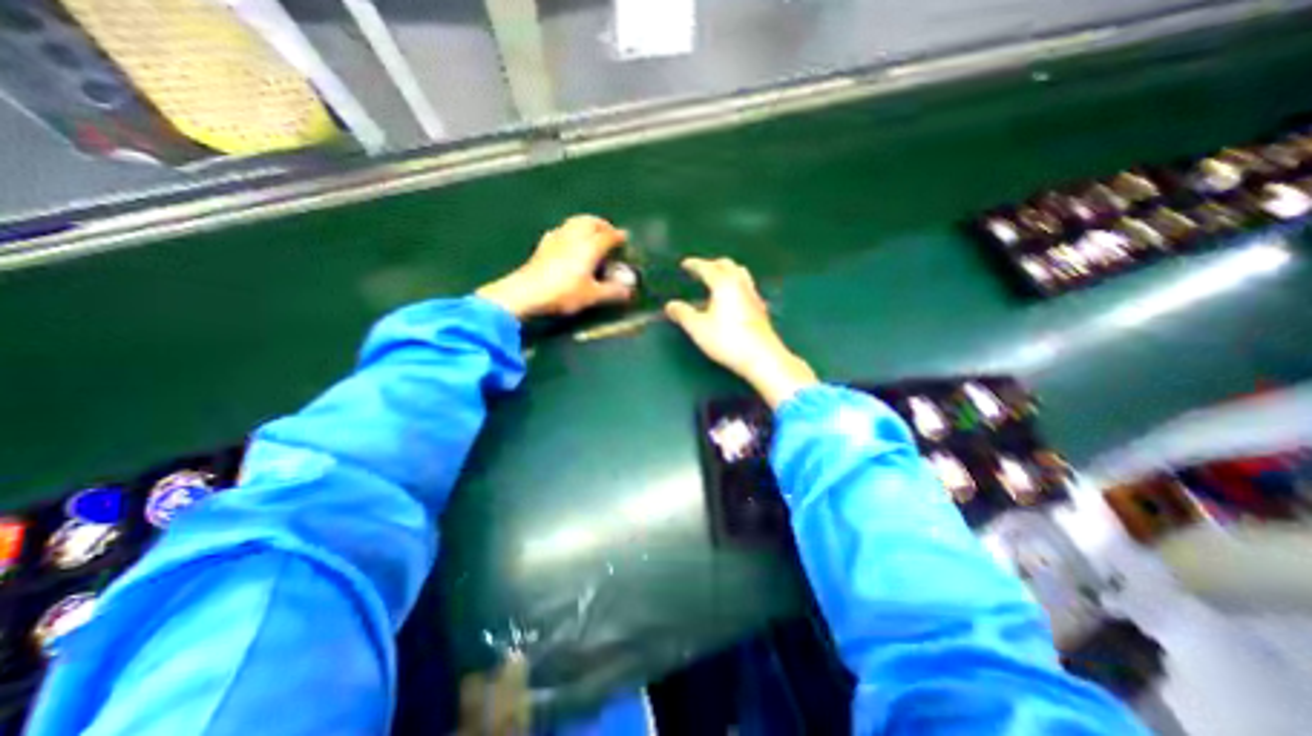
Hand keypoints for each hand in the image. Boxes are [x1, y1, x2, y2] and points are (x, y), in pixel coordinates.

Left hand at [476, 213, 635, 314]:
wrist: (526, 292)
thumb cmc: (564, 293)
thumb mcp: (592, 296)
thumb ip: (612, 292)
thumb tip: (628, 291)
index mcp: (590, 246)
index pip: (608, 236)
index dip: (618, 236)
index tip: (625, 238)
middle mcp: (574, 236)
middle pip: (591, 221)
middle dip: (602, 224)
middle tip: (609, 232)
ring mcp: (557, 238)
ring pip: (575, 222)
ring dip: (586, 224)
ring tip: (591, 234)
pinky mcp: (544, 244)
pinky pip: (562, 230)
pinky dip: (571, 231)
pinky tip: (569, 241)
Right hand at [669, 260, 816, 407]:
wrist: (761, 356)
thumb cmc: (727, 340)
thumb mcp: (698, 328)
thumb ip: (682, 314)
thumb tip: (670, 306)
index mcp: (723, 284)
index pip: (707, 267)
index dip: (694, 264)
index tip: (685, 264)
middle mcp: (740, 284)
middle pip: (727, 265)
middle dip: (712, 264)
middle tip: (700, 270)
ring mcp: (753, 295)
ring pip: (740, 274)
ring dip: (727, 272)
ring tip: (717, 280)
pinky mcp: (760, 308)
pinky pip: (747, 287)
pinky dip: (736, 285)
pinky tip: (733, 298)